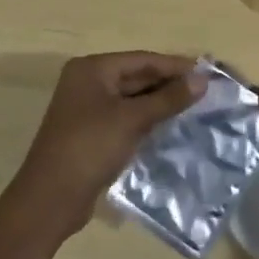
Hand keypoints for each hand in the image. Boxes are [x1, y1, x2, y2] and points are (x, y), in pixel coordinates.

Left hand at [10, 52, 202, 238]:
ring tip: (195, 107)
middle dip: (169, 84)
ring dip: (160, 103)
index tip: (207, 71)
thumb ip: (168, 99)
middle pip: (136, 77)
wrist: (50, 199)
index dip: (175, 66)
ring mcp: (88, 109)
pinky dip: (147, 120)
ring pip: (132, 99)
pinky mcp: (92, 133)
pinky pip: (125, 118)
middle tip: (205, 90)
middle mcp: (88, 82)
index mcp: (92, 69)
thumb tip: (202, 80)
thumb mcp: (132, 120)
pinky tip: (170, 126)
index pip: (142, 59)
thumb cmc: (90, 147)